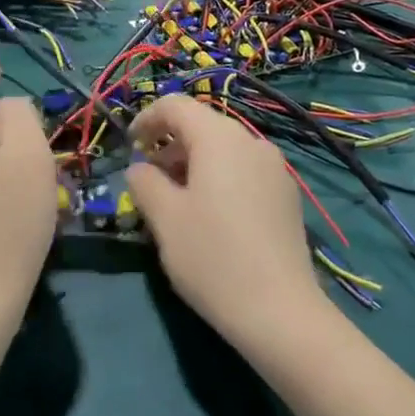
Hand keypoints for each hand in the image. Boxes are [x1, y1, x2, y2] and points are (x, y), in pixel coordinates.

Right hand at [125, 95, 332, 353]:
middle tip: (147, 176)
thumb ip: (145, 182)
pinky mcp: (286, 194)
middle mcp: (251, 141)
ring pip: (224, 149)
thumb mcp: (165, 218)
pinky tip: (209, 213)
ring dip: (194, 161)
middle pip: (203, 125)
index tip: (129, 145)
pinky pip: (243, 169)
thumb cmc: (212, 257)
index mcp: (219, 138)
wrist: (280, 310)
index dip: (146, 118)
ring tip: (174, 198)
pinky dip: (219, 176)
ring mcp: (274, 167)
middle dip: (170, 142)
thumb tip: (140, 168)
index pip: (176, 105)